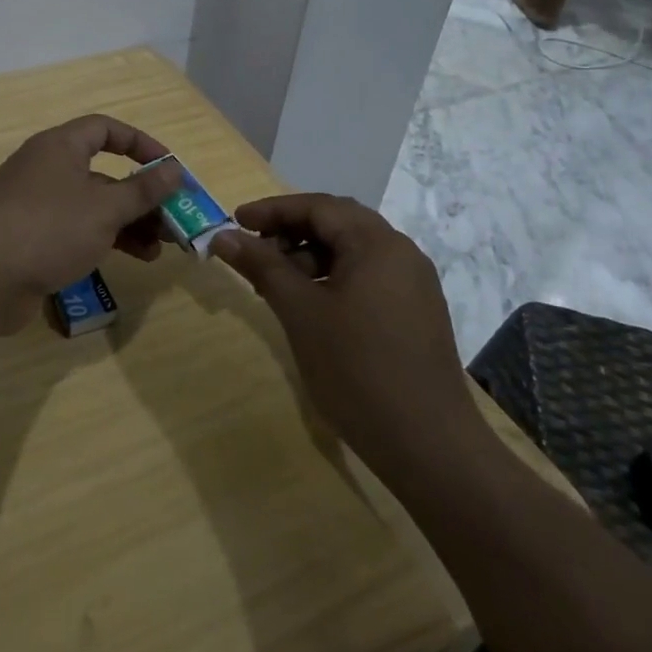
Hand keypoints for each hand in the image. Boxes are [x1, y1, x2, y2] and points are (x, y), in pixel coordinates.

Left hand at [0, 114, 184, 302]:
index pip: (105, 129)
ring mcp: (36, 206)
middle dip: (140, 196)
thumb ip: (142, 190)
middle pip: (103, 173)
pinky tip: (130, 261)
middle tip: (171, 219)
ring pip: (92, 206)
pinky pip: (76, 231)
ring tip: (158, 249)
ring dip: (127, 224)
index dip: (140, 144)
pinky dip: (104, 241)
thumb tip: (174, 170)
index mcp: (60, 148)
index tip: (169, 168)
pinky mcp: (31, 239)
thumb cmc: (48, 228)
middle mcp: (47, 170)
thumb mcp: (105, 207)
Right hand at [213, 195, 473, 471]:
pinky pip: (367, 277)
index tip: (235, 222)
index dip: (273, 210)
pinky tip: (310, 306)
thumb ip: (262, 267)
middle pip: (337, 224)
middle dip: (291, 231)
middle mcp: (401, 253)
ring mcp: (413, 284)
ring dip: (309, 257)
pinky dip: (332, 279)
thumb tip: (223, 236)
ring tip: (275, 286)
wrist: (428, 445)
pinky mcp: (415, 312)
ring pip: (352, 252)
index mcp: (377, 244)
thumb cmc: (357, 369)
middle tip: (253, 251)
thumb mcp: (300, 312)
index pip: (319, 207)